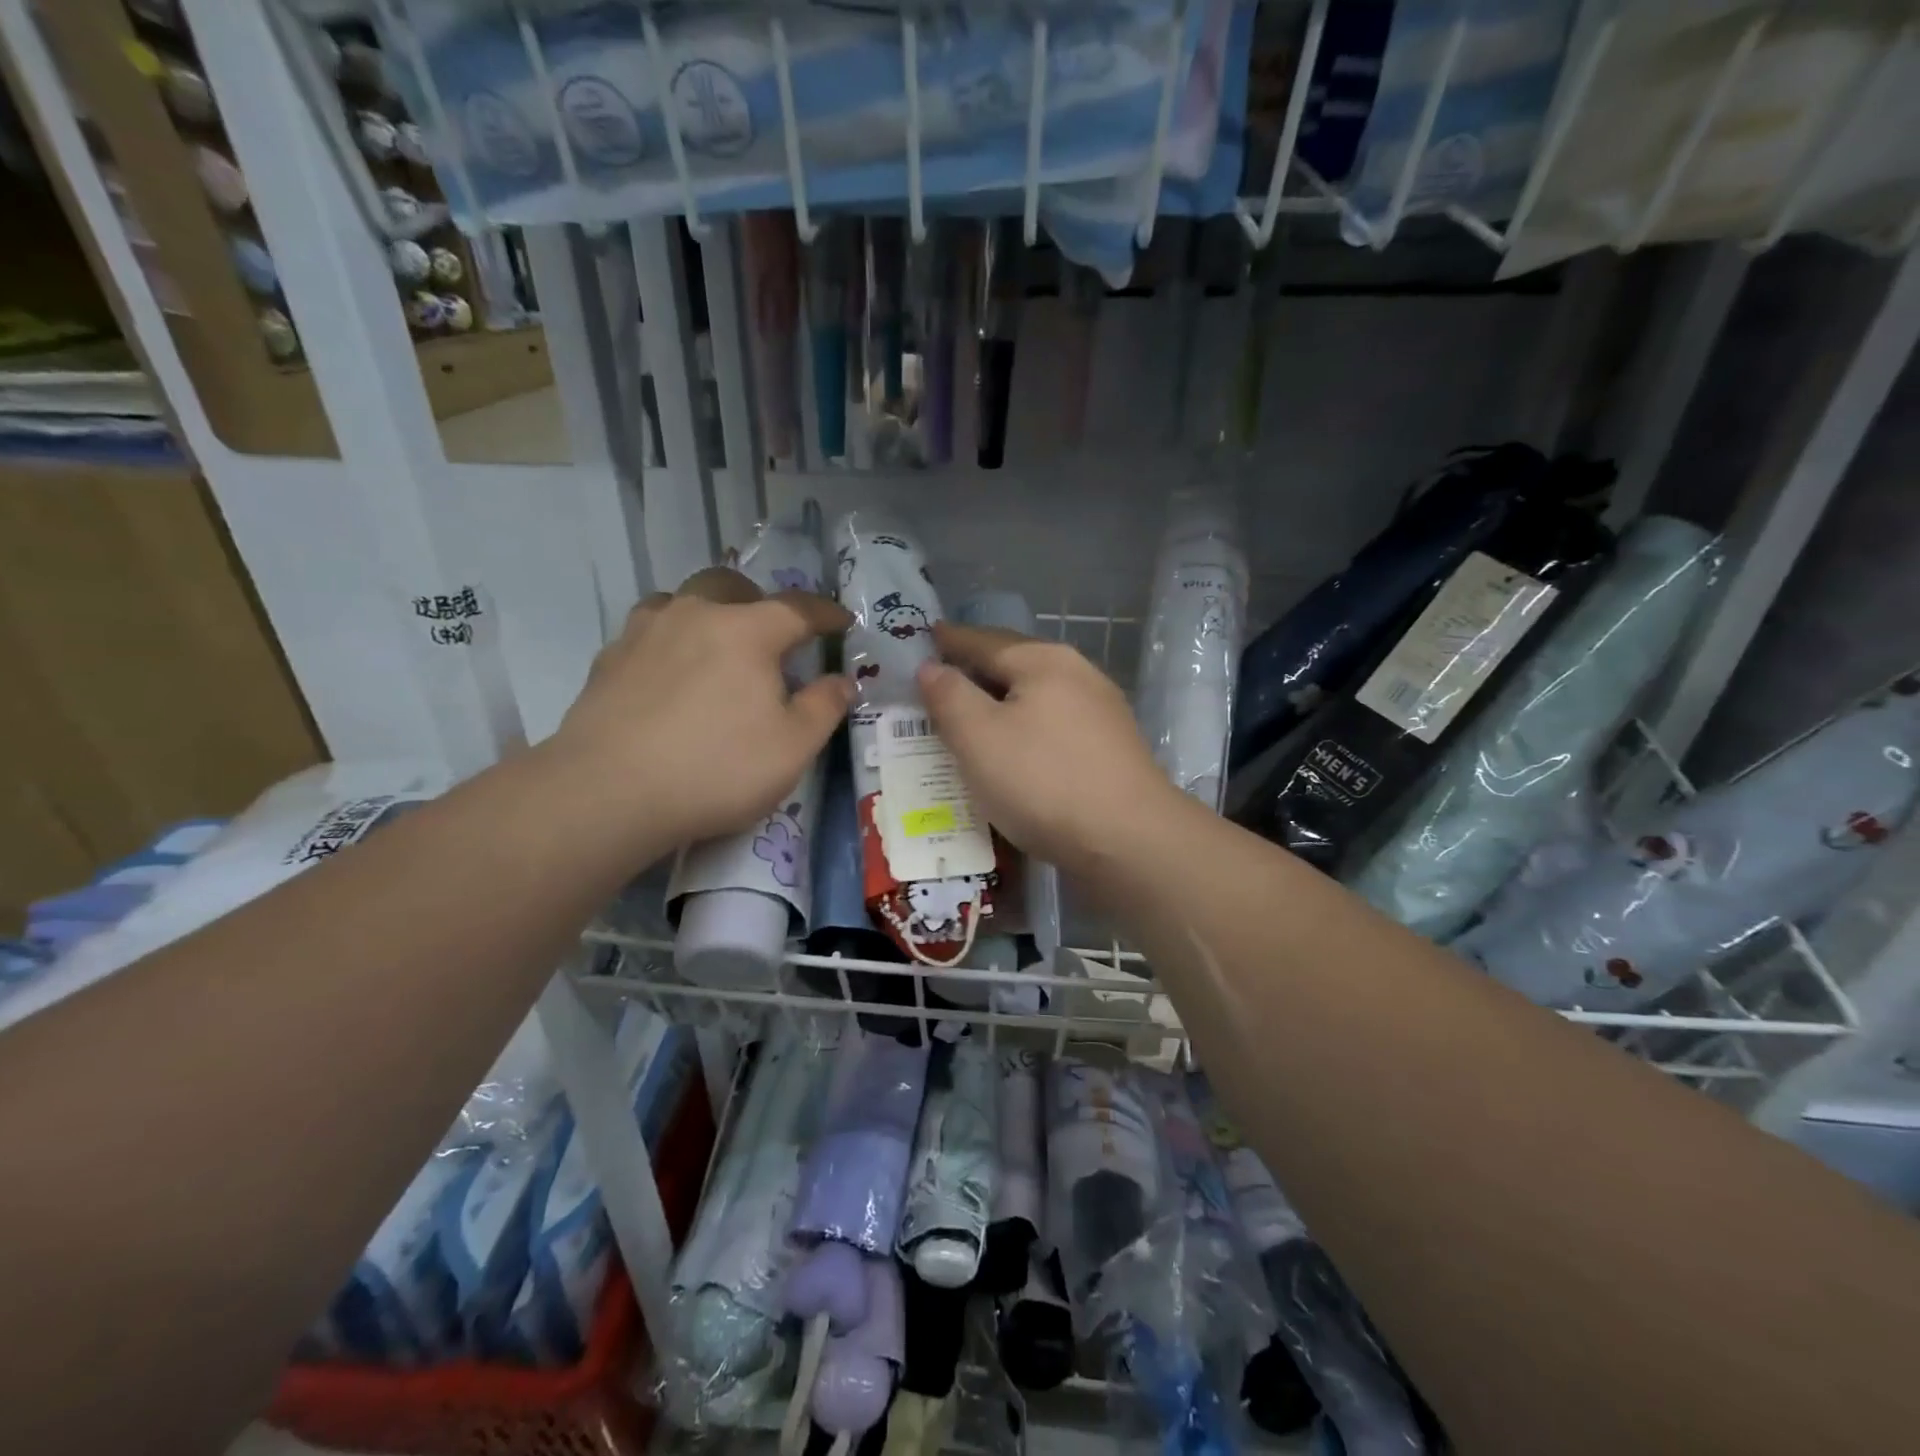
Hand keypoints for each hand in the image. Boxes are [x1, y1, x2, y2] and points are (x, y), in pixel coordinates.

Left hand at [554, 581, 852, 849]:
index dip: (825, 613)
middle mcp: (694, 615)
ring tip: (714, 646)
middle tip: (770, 633)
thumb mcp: (793, 748)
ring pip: (681, 600)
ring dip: (706, 612)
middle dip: (758, 600)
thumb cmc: (716, 768)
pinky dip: (669, 641)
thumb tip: (842, 681)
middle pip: (730, 585)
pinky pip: (648, 632)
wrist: (608, 792)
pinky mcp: (608, 660)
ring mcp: (644, 633)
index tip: (842, 621)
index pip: (797, 608)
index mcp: (746, 631)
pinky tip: (668, 675)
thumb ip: (824, 707)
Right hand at [916, 622, 1184, 874]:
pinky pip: (1052, 726)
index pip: (984, 641)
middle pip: (1015, 665)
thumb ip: (949, 696)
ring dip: (1001, 703)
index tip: (926, 637)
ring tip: (970, 716)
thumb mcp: (978, 737)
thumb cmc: (1043, 780)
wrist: (1128, 840)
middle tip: (940, 679)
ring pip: (1036, 698)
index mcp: (1043, 661)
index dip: (950, 641)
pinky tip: (1014, 750)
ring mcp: (1100, 712)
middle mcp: (1078, 675)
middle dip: (976, 671)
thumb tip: (932, 667)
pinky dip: (1024, 729)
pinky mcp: (1109, 749)